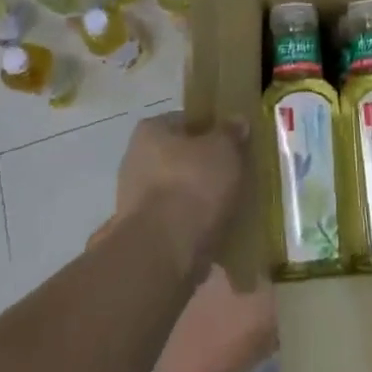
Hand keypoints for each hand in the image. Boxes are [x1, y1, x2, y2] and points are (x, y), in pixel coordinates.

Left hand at [116, 112, 249, 276]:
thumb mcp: (223, 150)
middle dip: (204, 166)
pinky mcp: (142, 233)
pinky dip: (192, 224)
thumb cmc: (192, 185)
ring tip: (230, 207)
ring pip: (178, 191)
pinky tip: (215, 231)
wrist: (163, 251)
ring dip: (198, 198)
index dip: (211, 129)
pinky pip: (175, 220)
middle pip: (180, 157)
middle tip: (234, 175)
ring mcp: (135, 199)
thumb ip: (230, 133)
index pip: (185, 120)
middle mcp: (135, 160)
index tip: (233, 143)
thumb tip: (236, 121)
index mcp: (151, 131)